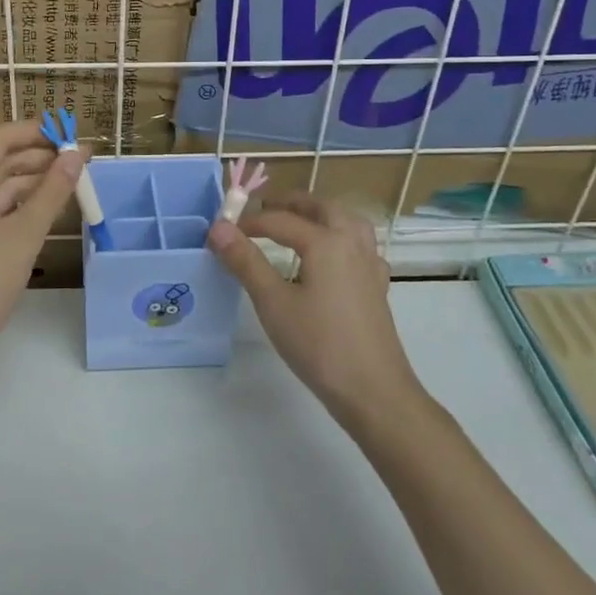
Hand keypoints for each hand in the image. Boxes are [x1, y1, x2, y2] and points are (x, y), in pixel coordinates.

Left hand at [0, 120, 85, 353]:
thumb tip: (77, 156)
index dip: (35, 132)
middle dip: (39, 158)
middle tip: (80, 159)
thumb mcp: (25, 233)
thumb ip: (53, 192)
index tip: (69, 134)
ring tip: (72, 182)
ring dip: (33, 182)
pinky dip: (21, 204)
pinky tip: (49, 207)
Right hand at [209, 192, 418, 417]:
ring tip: (299, 222)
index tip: (223, 232)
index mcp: (326, 241)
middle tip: (263, 210)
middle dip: (291, 203)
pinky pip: (360, 245)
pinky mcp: (377, 286)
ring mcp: (370, 264)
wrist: (372, 390)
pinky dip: (342, 237)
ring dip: (321, 214)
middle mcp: (352, 243)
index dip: (248, 223)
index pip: (280, 220)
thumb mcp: (272, 302)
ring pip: (348, 221)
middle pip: (322, 207)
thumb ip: (245, 261)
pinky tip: (333, 257)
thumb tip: (218, 227)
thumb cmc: (318, 345)